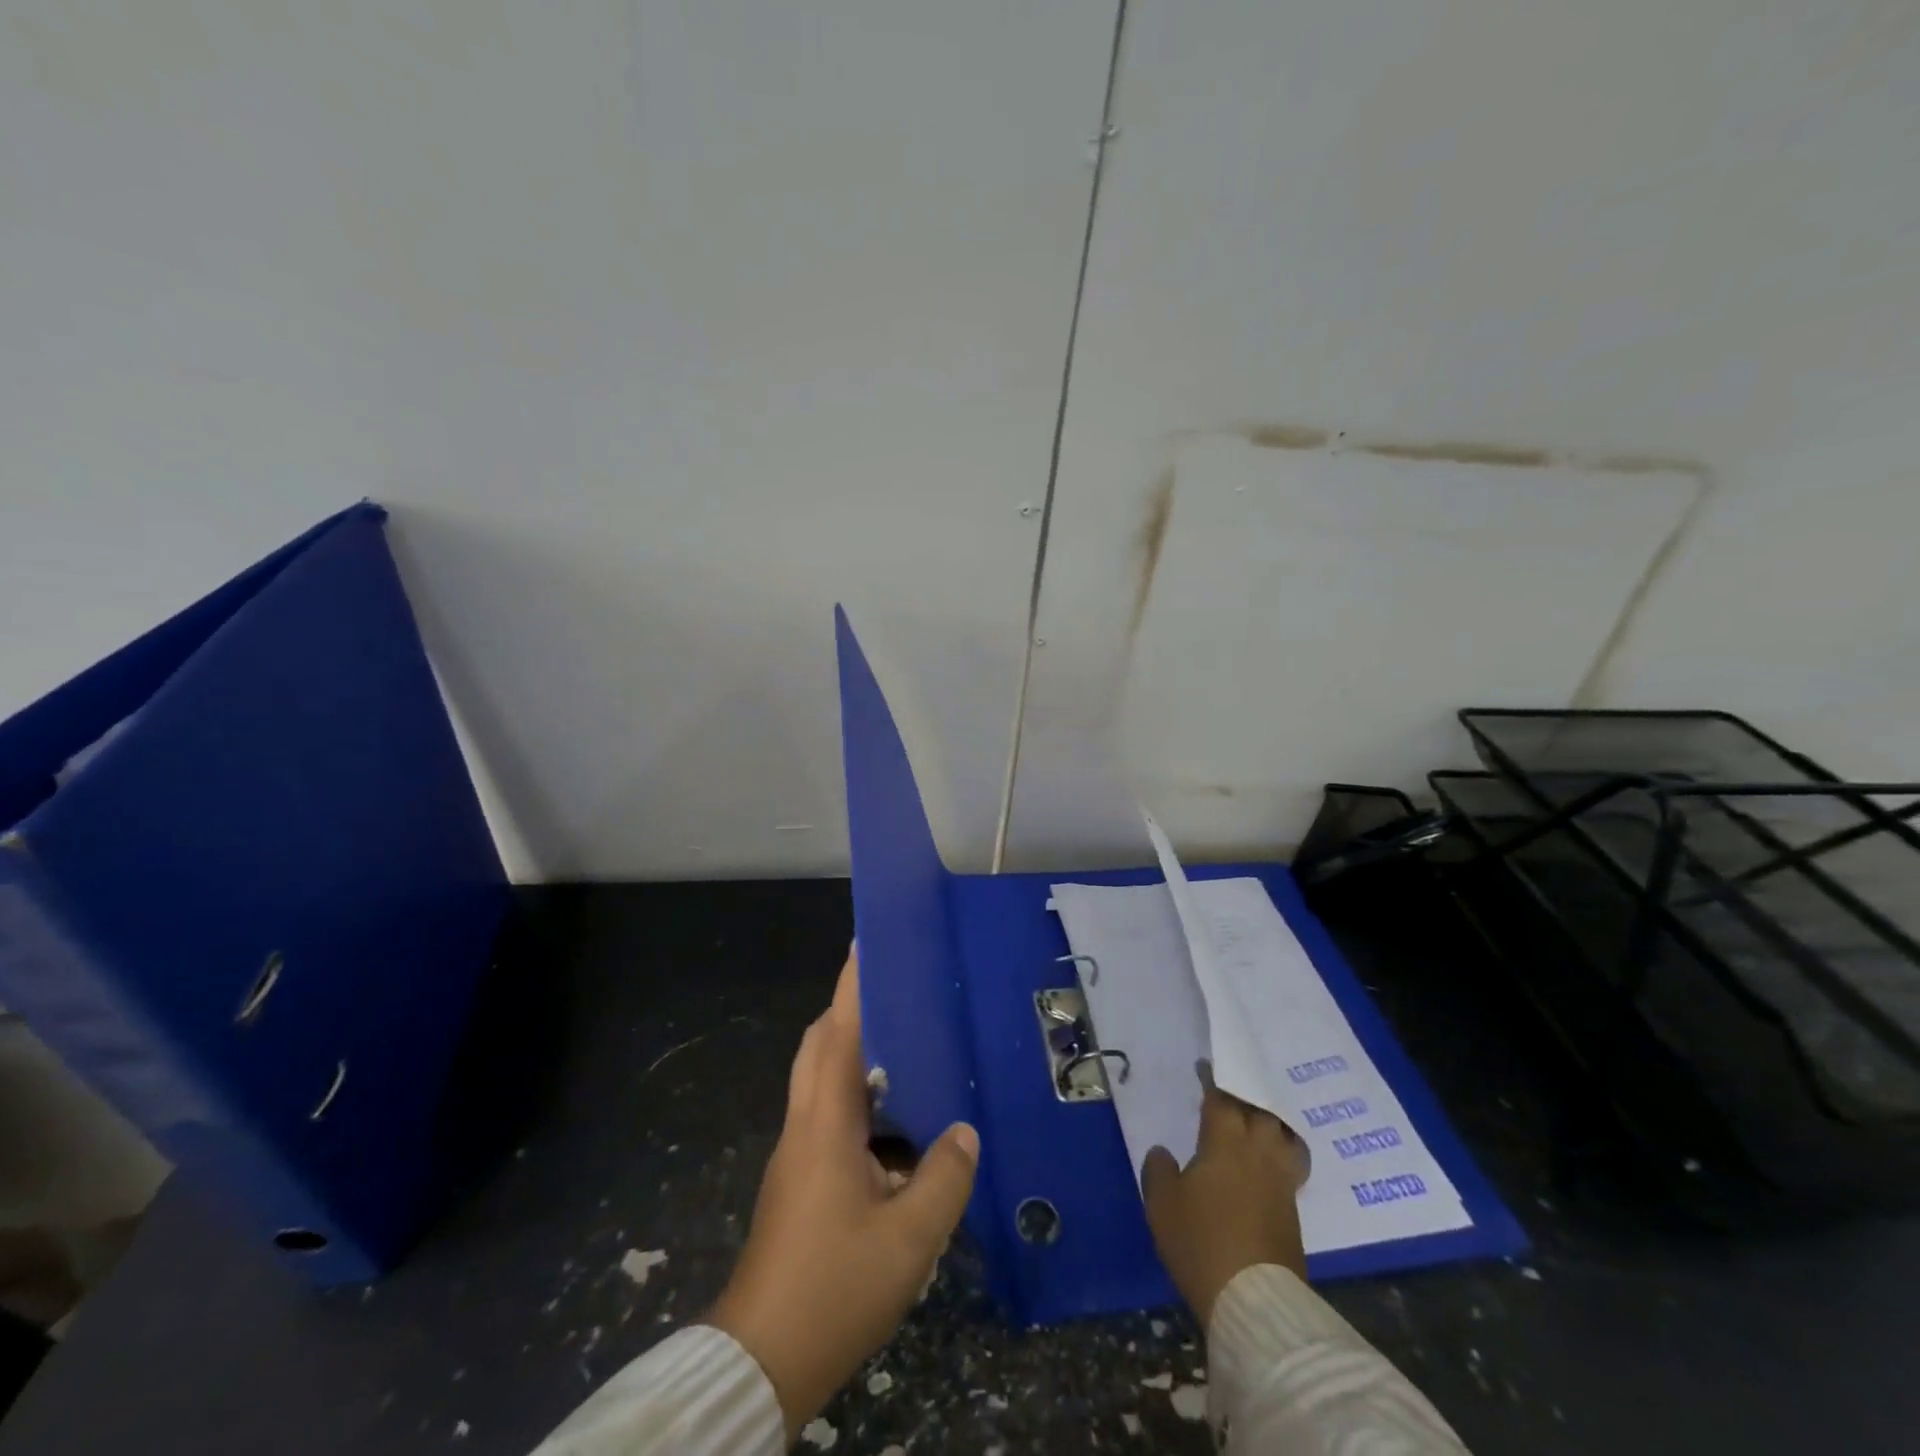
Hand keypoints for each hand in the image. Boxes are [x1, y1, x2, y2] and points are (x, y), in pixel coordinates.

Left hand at [709, 950, 978, 1440]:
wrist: (763, 1359)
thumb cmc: (835, 1285)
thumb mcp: (908, 1237)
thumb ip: (944, 1177)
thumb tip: (964, 1132)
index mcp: (826, 1123)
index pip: (838, 1033)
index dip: (852, 986)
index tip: (865, 944)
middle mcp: (806, 1125)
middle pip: (820, 1047)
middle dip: (850, 1012)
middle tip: (897, 996)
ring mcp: (798, 1155)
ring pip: (822, 1083)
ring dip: (855, 1058)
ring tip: (908, 1055)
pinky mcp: (800, 1182)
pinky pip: (829, 1117)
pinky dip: (859, 1102)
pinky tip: (898, 1130)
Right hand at [1142, 1065, 1309, 1325]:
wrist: (1253, 1300)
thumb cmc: (1201, 1241)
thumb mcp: (1162, 1204)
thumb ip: (1159, 1170)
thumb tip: (1164, 1152)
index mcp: (1225, 1141)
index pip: (1220, 1099)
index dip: (1211, 1081)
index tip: (1205, 1068)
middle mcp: (1258, 1151)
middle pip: (1259, 1111)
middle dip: (1244, 1098)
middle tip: (1230, 1094)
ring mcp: (1281, 1181)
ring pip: (1282, 1136)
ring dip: (1270, 1124)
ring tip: (1257, 1122)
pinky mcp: (1293, 1210)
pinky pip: (1289, 1164)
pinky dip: (1280, 1153)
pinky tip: (1268, 1161)